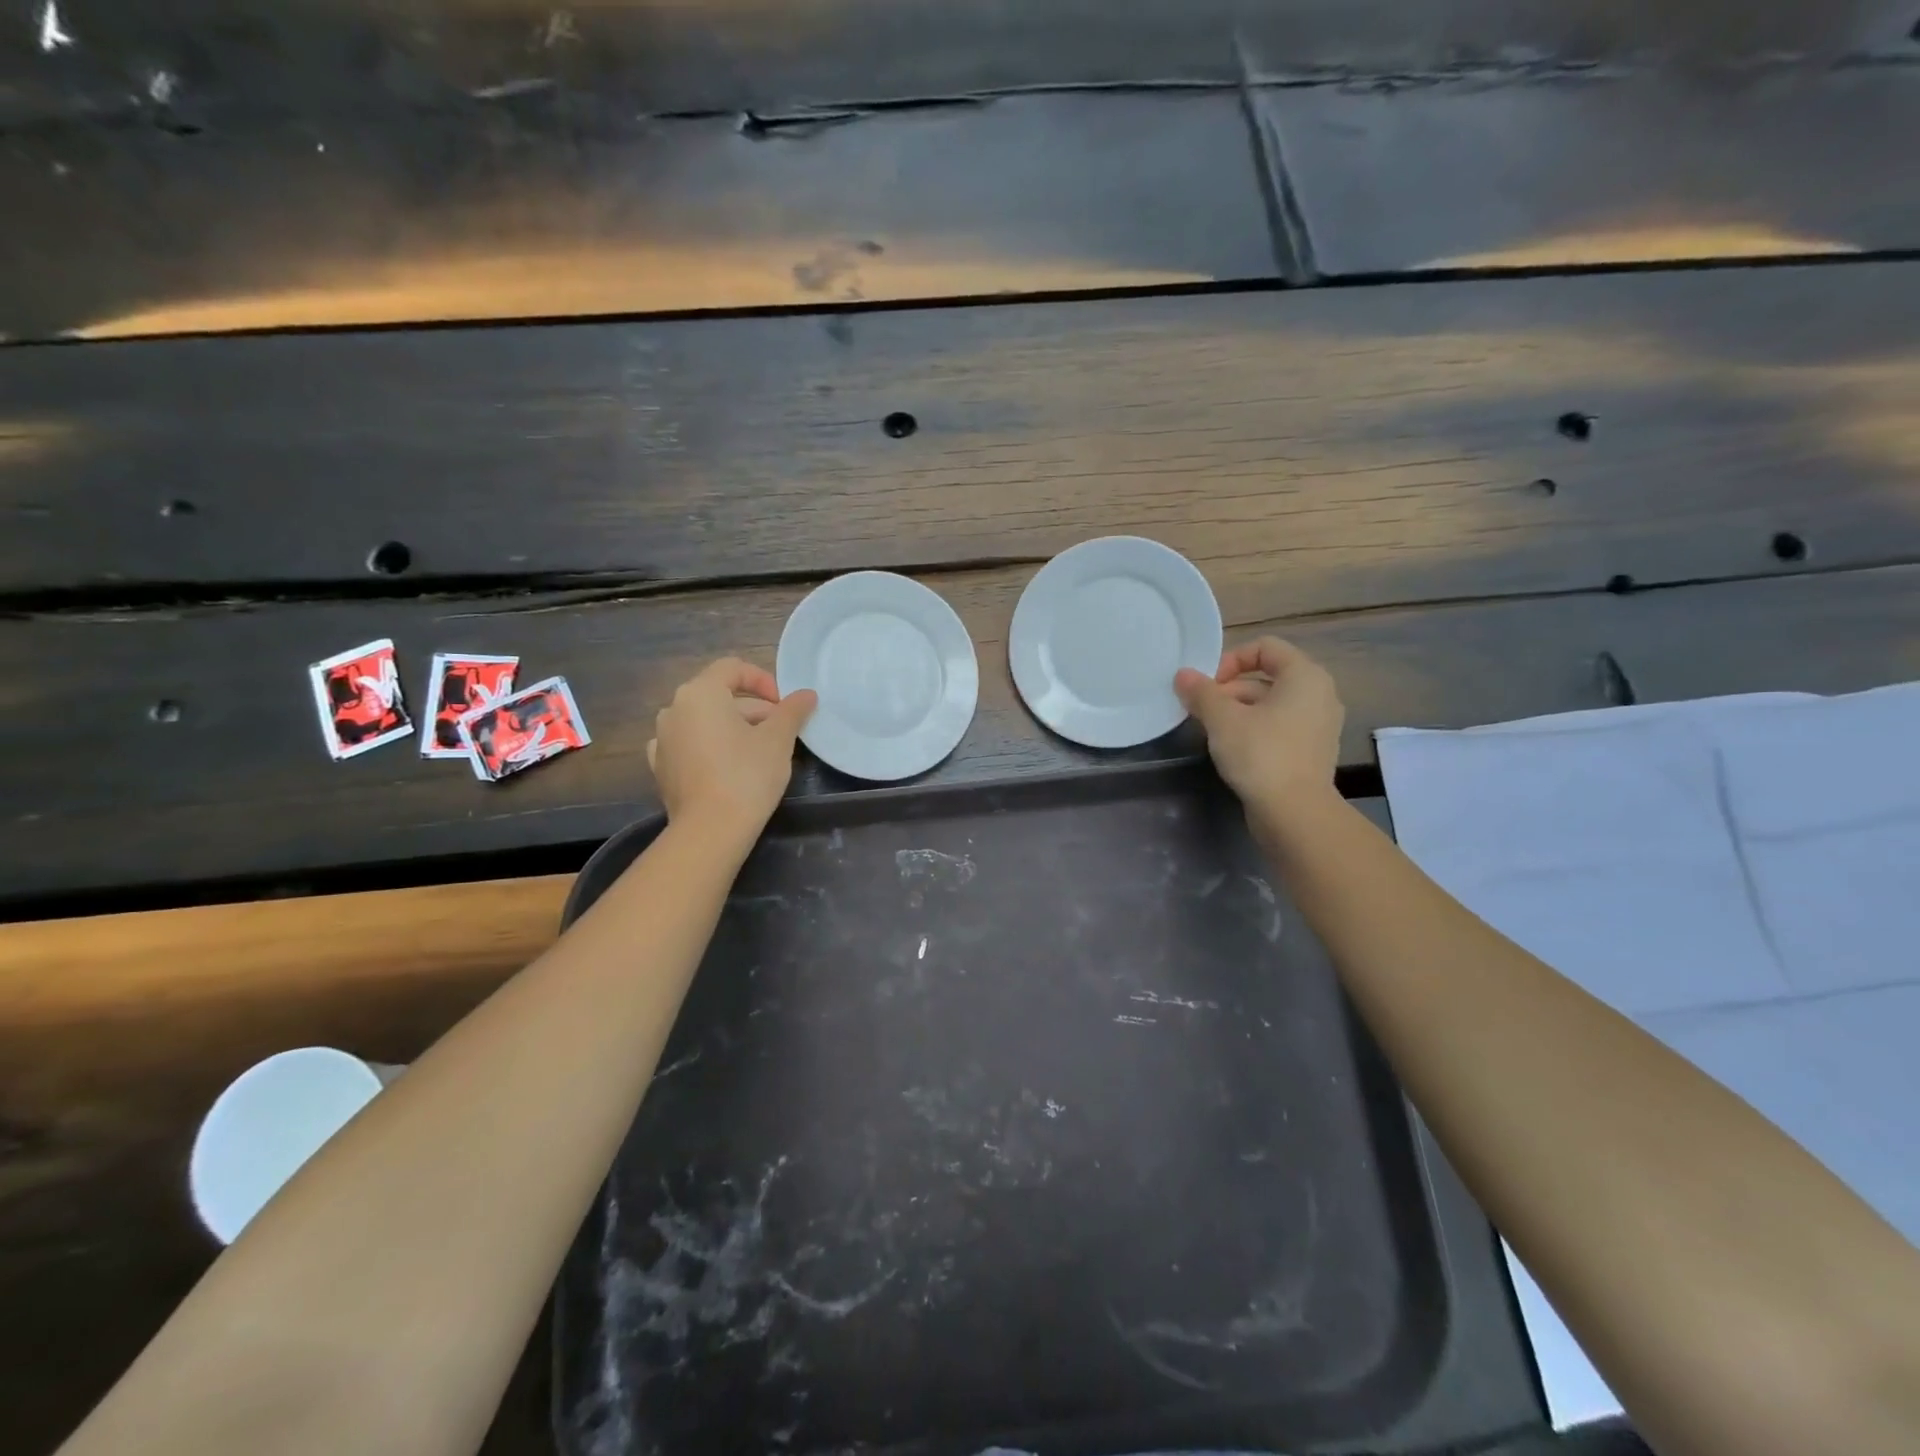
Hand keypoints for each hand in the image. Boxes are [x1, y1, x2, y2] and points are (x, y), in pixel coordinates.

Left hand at [647, 659, 816, 849]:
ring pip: (704, 721)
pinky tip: (727, 766)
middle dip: (753, 708)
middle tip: (781, 731)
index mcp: (700, 693)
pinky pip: (689, 745)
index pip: (732, 668)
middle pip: (719, 695)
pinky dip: (710, 747)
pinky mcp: (661, 767)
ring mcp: (662, 739)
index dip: (763, 680)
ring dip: (733, 727)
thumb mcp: (779, 739)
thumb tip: (807, 694)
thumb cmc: (747, 775)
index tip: (784, 705)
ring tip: (759, 751)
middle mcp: (673, 709)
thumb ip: (792, 711)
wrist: (710, 830)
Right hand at [1175, 638, 1343, 835]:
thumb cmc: (1261, 754)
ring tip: (1210, 730)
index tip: (1208, 686)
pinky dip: (1254, 729)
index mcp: (1305, 676)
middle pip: (1266, 676)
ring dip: (1238, 710)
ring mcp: (1318, 724)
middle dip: (1229, 689)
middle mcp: (1319, 694)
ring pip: (1270, 704)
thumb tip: (1183, 675)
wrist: (1295, 813)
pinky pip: (1279, 726)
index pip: (1265, 647)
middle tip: (1201, 710)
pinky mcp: (1311, 751)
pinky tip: (1231, 749)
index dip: (1231, 659)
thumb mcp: (1222, 719)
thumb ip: (1201, 692)